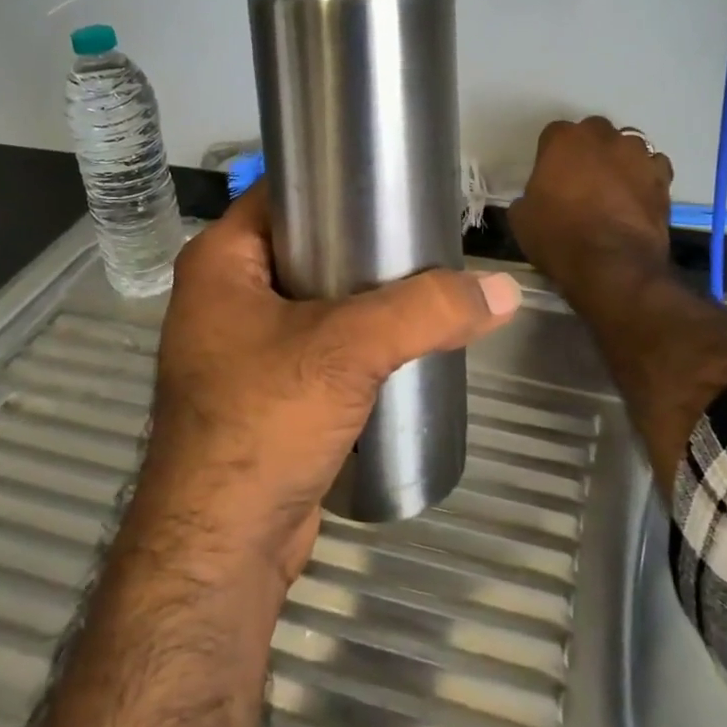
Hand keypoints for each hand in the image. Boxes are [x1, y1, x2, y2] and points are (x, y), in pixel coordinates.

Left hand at [128, 182, 522, 589]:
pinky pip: (318, 345)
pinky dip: (356, 341)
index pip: (284, 193)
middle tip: (426, 237)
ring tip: (426, 285)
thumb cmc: (263, 423)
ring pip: (316, 300)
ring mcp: (242, 348)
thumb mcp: (349, 350)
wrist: (223, 547)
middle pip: (306, 246)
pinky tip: (402, 342)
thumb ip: (428, 312)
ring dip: (365, 297)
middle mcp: (224, 297)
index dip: (337, 180)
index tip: (396, 180)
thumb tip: (506, 291)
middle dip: (364, 243)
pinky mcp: (265, 392)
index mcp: (221, 262)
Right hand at [508, 117, 674, 288]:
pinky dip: (645, 177)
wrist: (612, 265)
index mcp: (563, 140)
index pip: (553, 134)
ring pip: (627, 145)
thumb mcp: (522, 219)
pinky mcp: (663, 177)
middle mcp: (602, 137)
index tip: (549, 178)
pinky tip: (637, 197)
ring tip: (613, 188)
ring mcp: (637, 154)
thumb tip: (537, 199)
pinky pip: (653, 167)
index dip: (551, 156)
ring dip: (619, 160)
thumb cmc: (559, 237)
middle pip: (593, 132)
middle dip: (588, 149)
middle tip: (581, 179)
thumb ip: (529, 196)